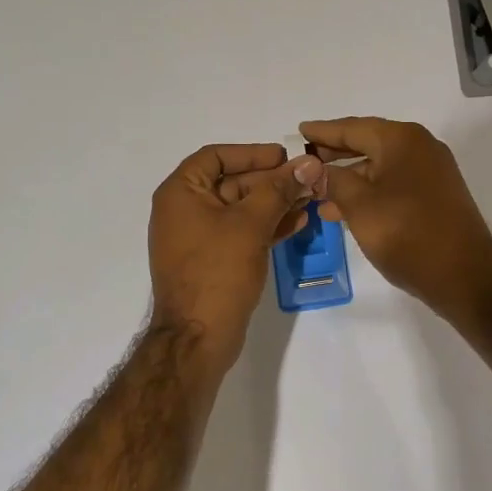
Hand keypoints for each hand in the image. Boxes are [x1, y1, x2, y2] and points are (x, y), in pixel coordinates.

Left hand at [148, 143, 323, 372]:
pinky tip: (299, 222)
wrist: (197, 338)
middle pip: (231, 181)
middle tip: (308, 179)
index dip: (252, 153)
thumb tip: (308, 162)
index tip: (285, 156)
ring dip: (274, 202)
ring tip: (311, 199)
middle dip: (271, 180)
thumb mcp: (251, 224)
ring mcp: (197, 238)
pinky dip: (267, 225)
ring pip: (240, 208)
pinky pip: (240, 232)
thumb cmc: (218, 271)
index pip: (216, 156)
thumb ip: (279, 189)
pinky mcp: (212, 261)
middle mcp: (184, 210)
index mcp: (180, 193)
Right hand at [299, 117, 491, 324]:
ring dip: (349, 178)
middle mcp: (419, 147)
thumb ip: (333, 181)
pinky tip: (346, 210)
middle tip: (304, 160)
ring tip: (317, 193)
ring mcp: (432, 171)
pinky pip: (393, 183)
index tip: (299, 131)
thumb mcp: (359, 206)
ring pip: (380, 166)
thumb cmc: (407, 233)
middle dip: (335, 154)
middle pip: (367, 143)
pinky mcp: (436, 195)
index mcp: (401, 140)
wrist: (465, 275)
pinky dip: (369, 191)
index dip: (323, 131)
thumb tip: (315, 170)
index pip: (352, 127)